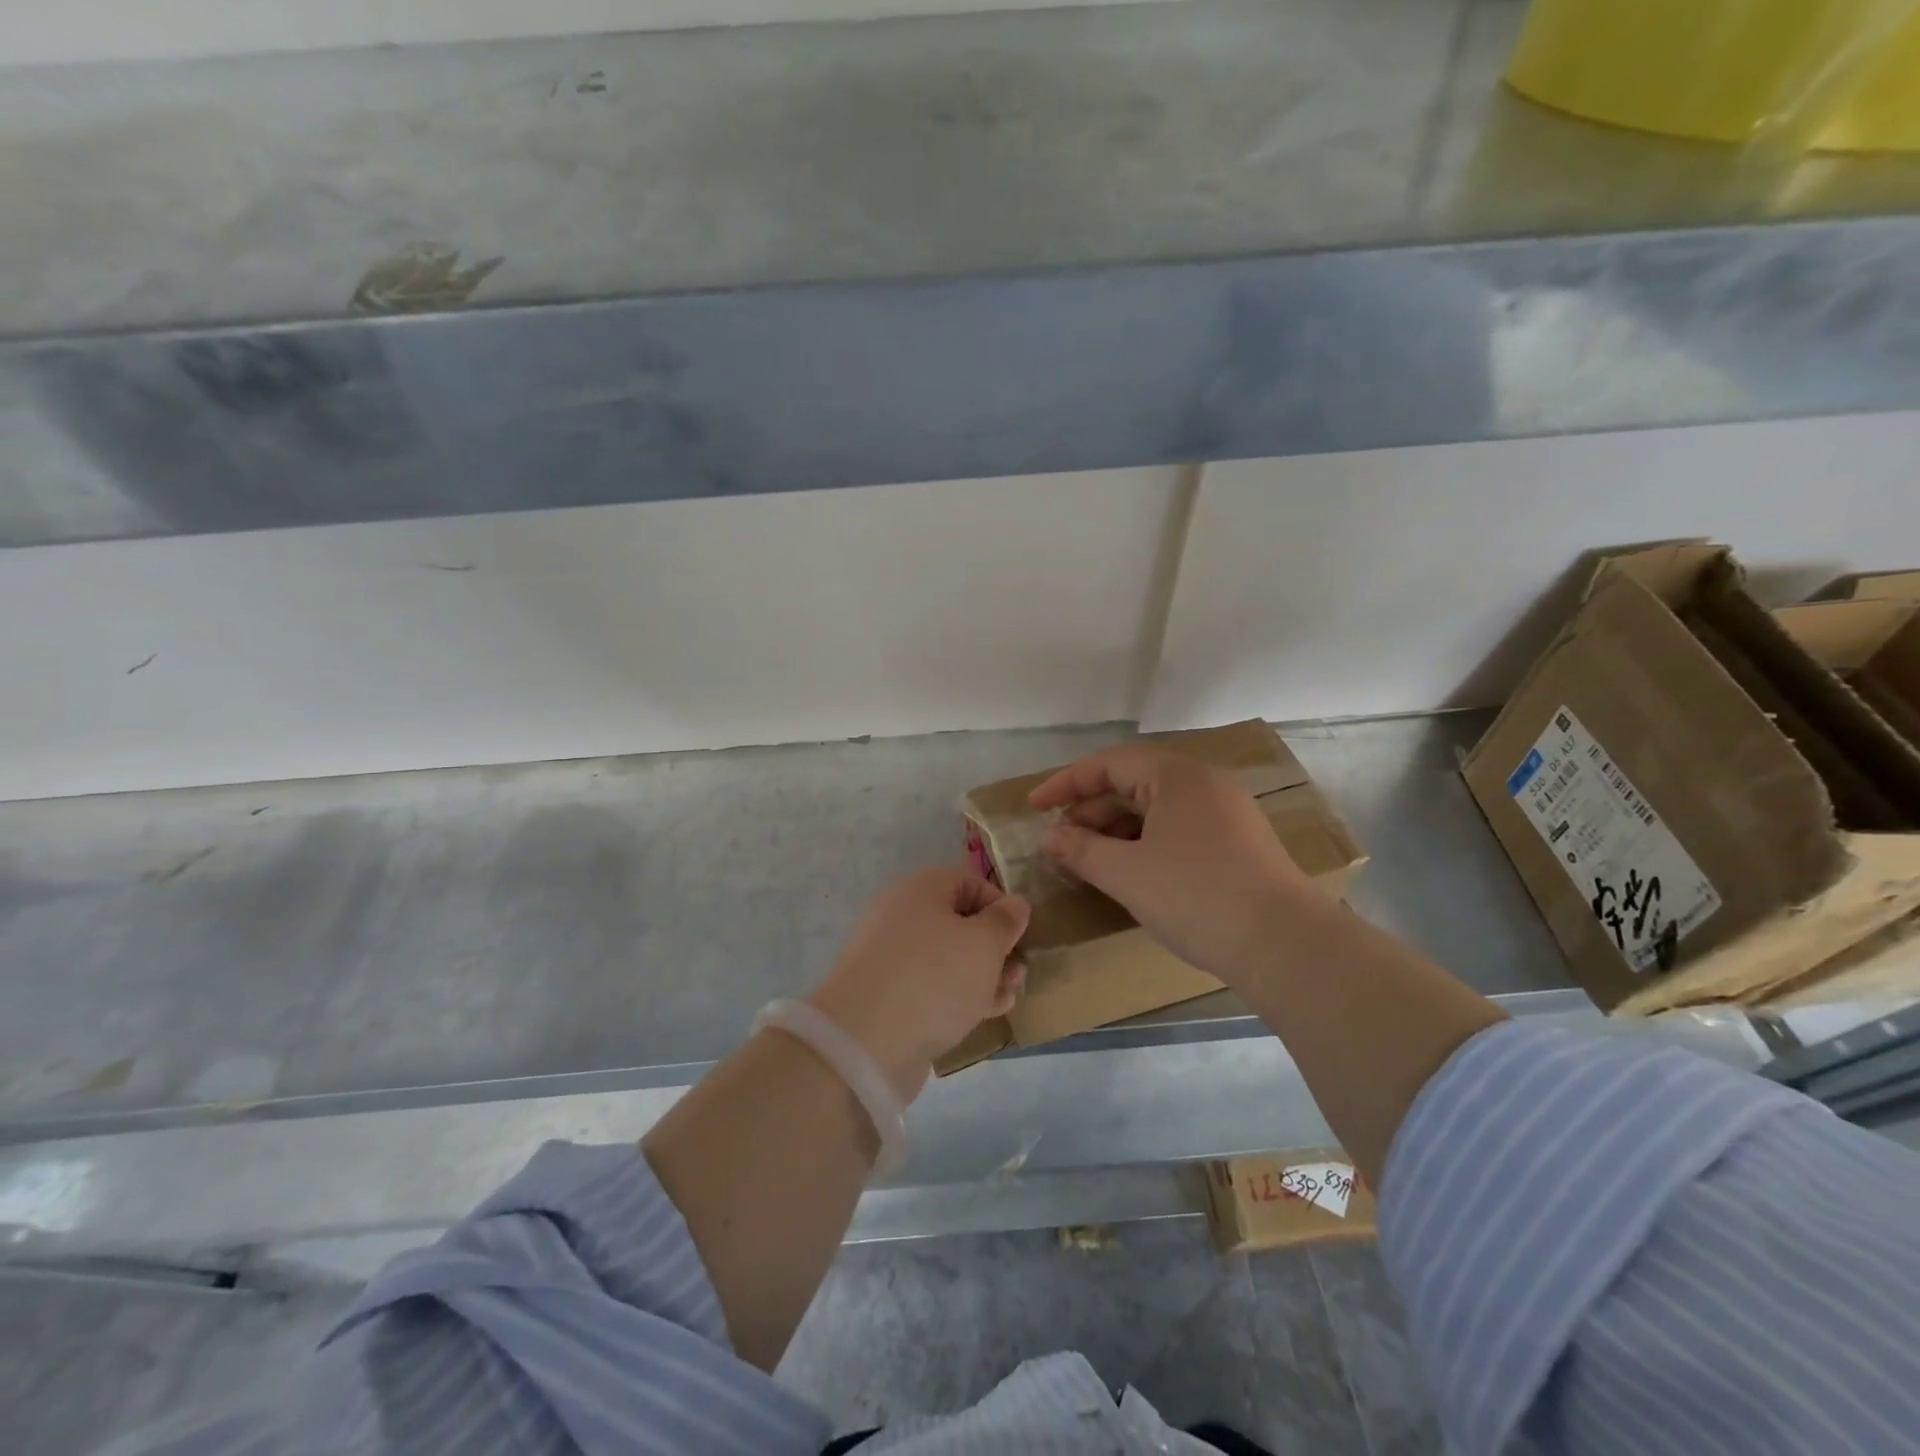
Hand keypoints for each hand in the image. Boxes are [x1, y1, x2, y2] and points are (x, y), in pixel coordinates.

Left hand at [809, 867, 1029, 1102]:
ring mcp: (889, 955)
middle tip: (1018, 975)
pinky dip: (956, 994)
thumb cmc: (934, 977)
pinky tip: (981, 1014)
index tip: (1022, 937)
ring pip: (946, 957)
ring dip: (981, 975)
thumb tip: (1015, 904)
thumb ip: (1005, 921)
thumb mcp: (984, 944)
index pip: (970, 883)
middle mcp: (901, 914)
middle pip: (959, 923)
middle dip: (994, 948)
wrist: (865, 1040)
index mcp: (921, 888)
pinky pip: (929, 984)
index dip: (1001, 907)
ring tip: (1006, 999)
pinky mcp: (885, 993)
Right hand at [1029, 745, 1319, 982]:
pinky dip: (1145, 845)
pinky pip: (1177, 831)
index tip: (1033, 807)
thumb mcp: (1127, 874)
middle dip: (1091, 812)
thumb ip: (1081, 850)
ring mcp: (1227, 814)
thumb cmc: (1197, 897)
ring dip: (1116, 832)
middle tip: (1061, 844)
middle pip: (1133, 785)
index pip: (1109, 764)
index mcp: (1177, 777)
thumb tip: (1051, 838)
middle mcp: (1204, 784)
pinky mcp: (1238, 845)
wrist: (1286, 946)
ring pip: (1156, 811)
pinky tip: (1131, 874)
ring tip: (1089, 862)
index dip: (1065, 783)